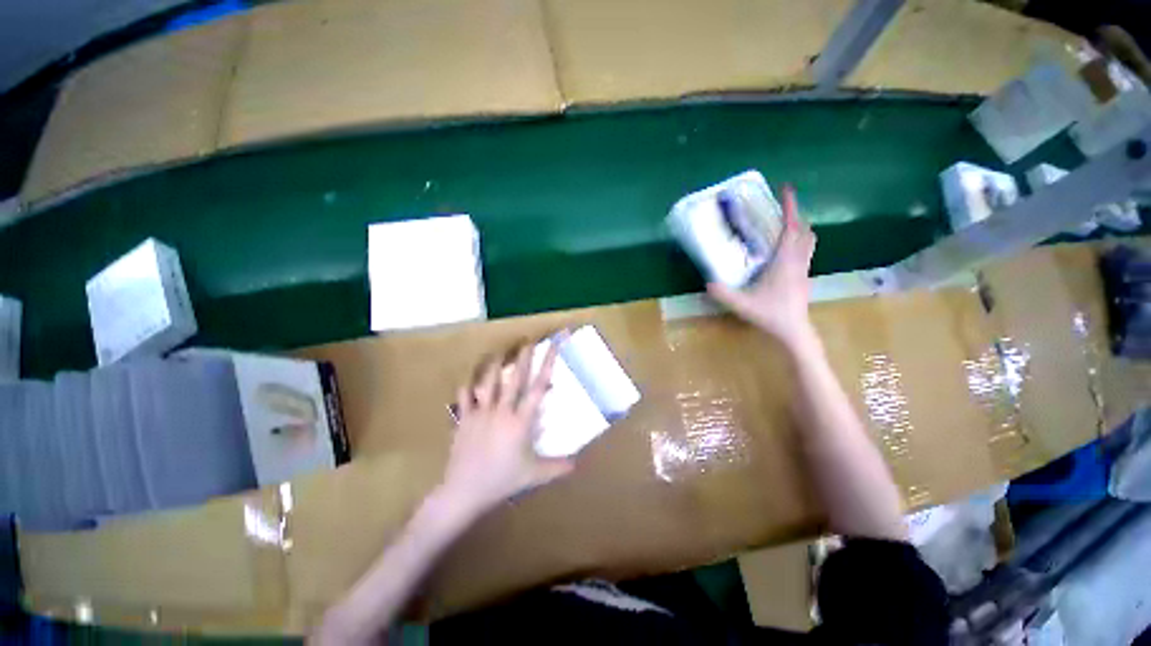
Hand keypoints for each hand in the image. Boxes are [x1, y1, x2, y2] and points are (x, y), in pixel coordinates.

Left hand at [440, 341, 574, 516]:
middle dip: (523, 357)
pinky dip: (467, 386)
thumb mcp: (534, 475)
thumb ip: (557, 467)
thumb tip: (577, 463)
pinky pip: (464, 397)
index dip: (548, 364)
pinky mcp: (464, 419)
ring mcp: (481, 413)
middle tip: (528, 340)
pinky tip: (468, 378)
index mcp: (521, 420)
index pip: (539, 387)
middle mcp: (502, 410)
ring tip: (501, 351)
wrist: (465, 491)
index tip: (553, 347)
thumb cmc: (502, 481)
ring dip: (496, 365)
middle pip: (515, 378)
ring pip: (489, 382)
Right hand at [708, 184, 817, 350]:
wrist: (794, 330)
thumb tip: (706, 282)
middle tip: (780, 209)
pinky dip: (799, 242)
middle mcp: (798, 261)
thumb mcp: (741, 304)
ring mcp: (804, 269)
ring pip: (808, 241)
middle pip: (803, 231)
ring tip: (784, 225)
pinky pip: (806, 252)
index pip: (791, 229)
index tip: (787, 189)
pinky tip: (785, 250)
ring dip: (799, 228)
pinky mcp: (804, 277)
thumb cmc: (770, 314)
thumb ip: (723, 293)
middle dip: (795, 215)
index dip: (790, 208)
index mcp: (785, 262)